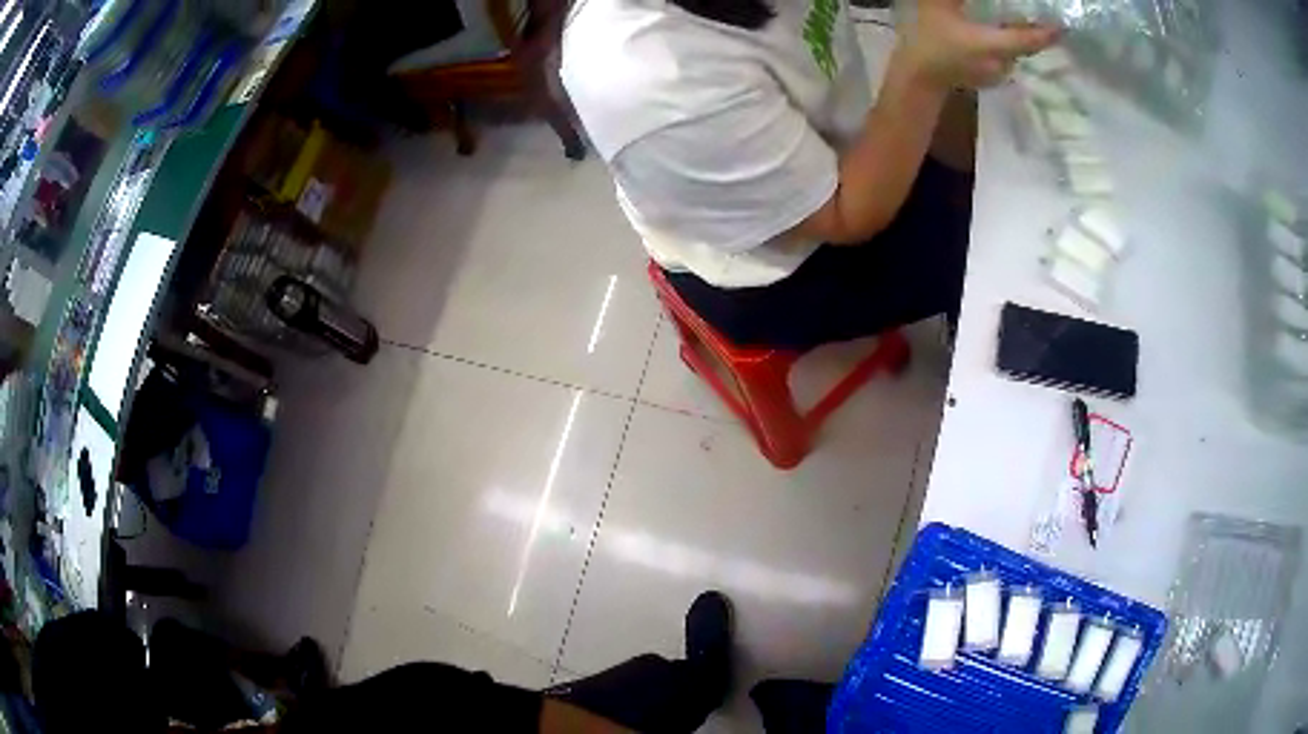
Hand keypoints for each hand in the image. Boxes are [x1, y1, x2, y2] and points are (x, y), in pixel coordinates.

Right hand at [902, 0, 1058, 88]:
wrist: (916, 79)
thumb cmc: (924, 42)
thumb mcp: (936, 8)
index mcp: (993, 46)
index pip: (1030, 40)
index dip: (1048, 33)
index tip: (1063, 26)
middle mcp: (1003, 63)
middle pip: (1026, 45)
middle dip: (1035, 31)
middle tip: (1042, 16)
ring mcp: (998, 74)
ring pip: (1016, 52)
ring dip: (1019, 37)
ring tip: (1022, 20)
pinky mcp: (990, 78)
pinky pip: (1006, 58)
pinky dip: (1006, 45)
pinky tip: (999, 33)